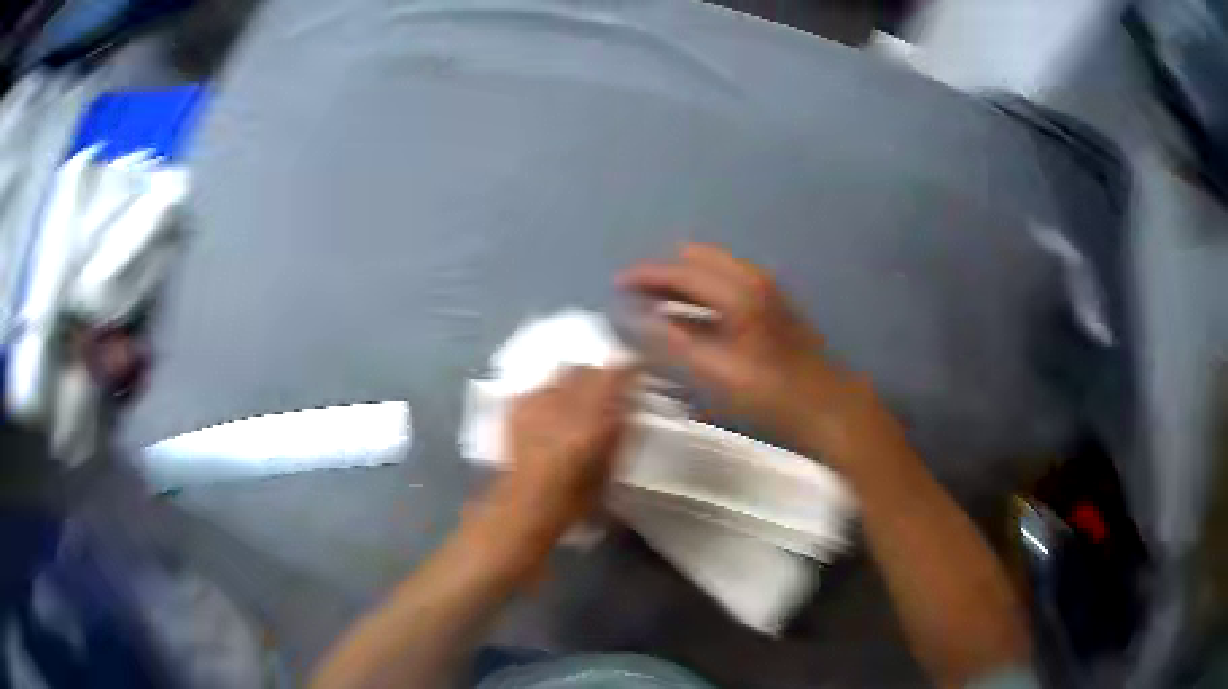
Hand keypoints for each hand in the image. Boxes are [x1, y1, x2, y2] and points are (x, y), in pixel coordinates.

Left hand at [499, 365, 634, 530]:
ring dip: (574, 382)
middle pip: (587, 369)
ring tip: (575, 401)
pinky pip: (541, 387)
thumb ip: (624, 427)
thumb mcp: (613, 464)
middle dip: (599, 376)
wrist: (529, 503)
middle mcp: (566, 398)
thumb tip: (631, 400)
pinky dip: (550, 394)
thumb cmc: (578, 493)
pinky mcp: (518, 405)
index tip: (636, 372)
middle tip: (606, 391)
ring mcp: (538, 399)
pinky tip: (550, 412)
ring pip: (563, 373)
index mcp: (595, 414)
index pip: (617, 372)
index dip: (629, 368)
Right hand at [619, 243, 861, 455]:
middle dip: (664, 273)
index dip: (647, 276)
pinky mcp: (770, 303)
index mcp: (737, 291)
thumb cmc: (770, 391)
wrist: (824, 403)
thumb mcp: (717, 371)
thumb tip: (640, 319)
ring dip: (683, 281)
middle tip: (635, 291)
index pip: (681, 271)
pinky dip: (701, 291)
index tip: (618, 283)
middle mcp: (751, 279)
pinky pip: (725, 283)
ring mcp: (764, 289)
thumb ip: (676, 341)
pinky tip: (689, 313)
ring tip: (654, 301)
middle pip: (697, 260)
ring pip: (712, 270)